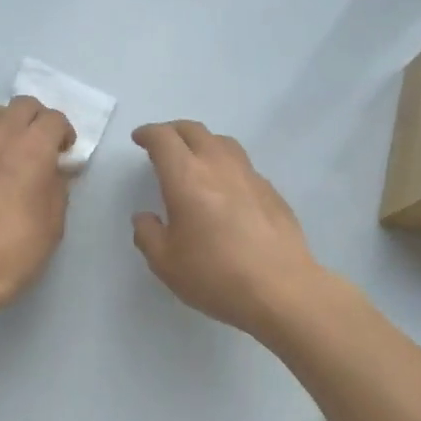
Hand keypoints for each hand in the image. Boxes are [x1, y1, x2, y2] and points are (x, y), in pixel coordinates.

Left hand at [0, 97, 75, 314]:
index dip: (63, 133)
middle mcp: (0, 136)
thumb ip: (57, 187)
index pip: (54, 119)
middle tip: (39, 145)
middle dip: (35, 120)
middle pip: (21, 105)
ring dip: (4, 125)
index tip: (64, 153)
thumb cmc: (17, 247)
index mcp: (33, 147)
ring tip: (7, 150)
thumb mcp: (54, 221)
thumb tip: (55, 171)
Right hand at [131, 120, 325, 336]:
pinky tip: (225, 189)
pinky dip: (226, 166)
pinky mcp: (271, 191)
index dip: (148, 133)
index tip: (140, 139)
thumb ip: (148, 234)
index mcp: (186, 178)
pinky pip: (243, 165)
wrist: (281, 289)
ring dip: (203, 143)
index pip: (164, 139)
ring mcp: (250, 176)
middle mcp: (219, 166)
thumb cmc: (215, 276)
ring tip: (195, 161)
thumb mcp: (165, 263)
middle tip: (163, 145)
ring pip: (223, 142)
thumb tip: (145, 217)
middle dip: (174, 131)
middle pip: (194, 131)